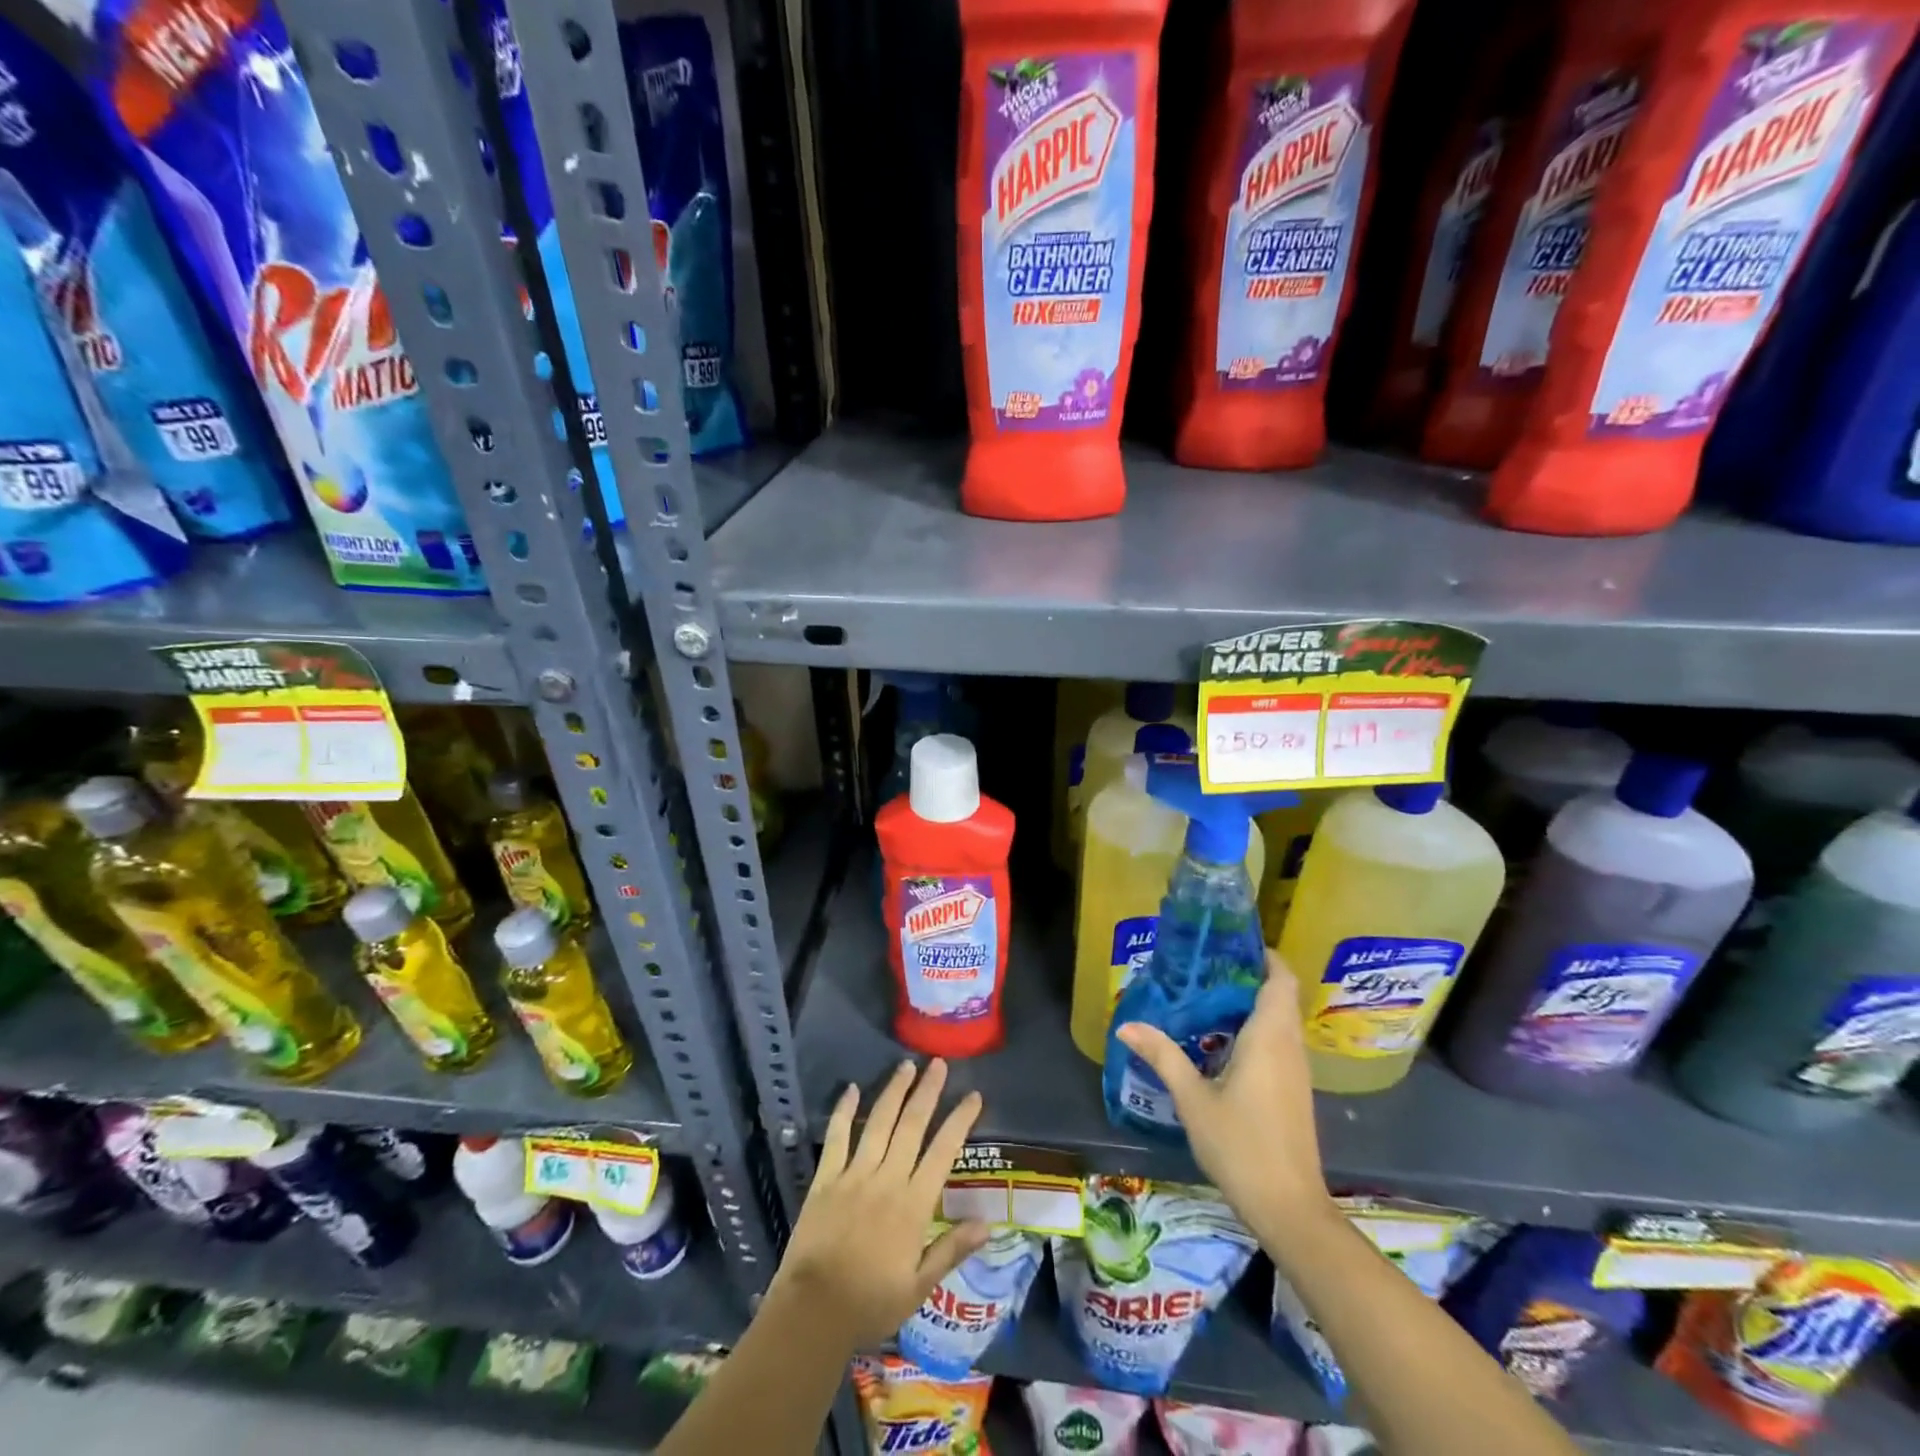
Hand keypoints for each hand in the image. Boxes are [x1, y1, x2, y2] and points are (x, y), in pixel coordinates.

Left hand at [770, 1059, 988, 1348]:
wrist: (813, 1313)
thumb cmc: (871, 1303)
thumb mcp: (919, 1287)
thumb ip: (952, 1250)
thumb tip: (989, 1224)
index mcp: (913, 1204)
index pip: (944, 1151)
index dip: (960, 1120)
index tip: (973, 1095)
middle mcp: (887, 1179)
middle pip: (911, 1125)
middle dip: (927, 1091)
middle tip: (938, 1063)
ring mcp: (854, 1175)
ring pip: (879, 1122)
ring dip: (894, 1091)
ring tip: (906, 1065)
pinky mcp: (826, 1179)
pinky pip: (837, 1137)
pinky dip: (844, 1111)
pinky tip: (851, 1089)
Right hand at [1116, 951, 1331, 1226]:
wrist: (1290, 1209)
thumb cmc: (1241, 1145)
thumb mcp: (1193, 1099)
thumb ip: (1163, 1056)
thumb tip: (1126, 1024)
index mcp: (1269, 1037)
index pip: (1280, 978)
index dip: (1263, 955)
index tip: (1231, 943)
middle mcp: (1289, 1046)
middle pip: (1279, 995)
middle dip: (1248, 976)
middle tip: (1205, 968)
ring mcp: (1296, 1071)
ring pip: (1279, 1021)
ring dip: (1251, 1005)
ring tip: (1206, 999)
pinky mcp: (1295, 1092)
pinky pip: (1278, 1044)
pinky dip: (1255, 1030)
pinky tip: (1221, 1044)